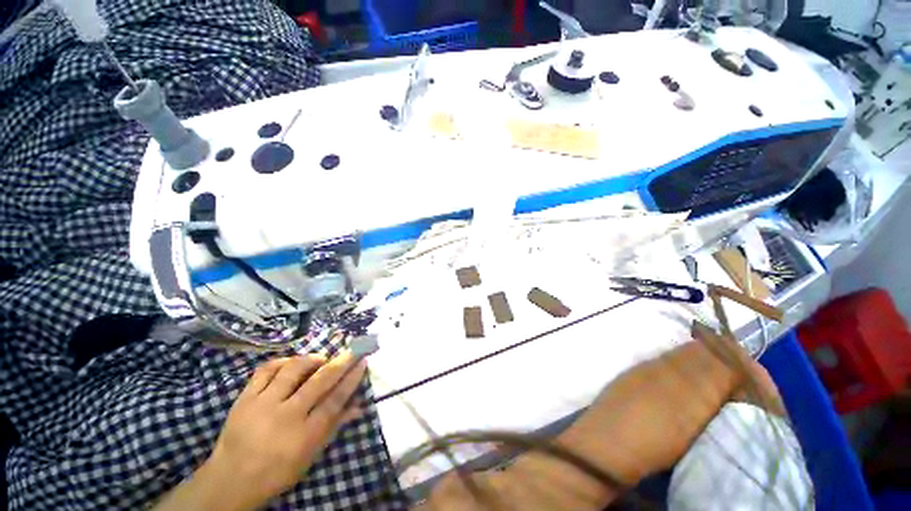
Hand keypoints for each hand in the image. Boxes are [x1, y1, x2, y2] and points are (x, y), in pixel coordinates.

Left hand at [202, 351, 367, 507]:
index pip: (336, 399)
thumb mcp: (309, 456)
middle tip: (353, 350)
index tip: (363, 361)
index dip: (352, 378)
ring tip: (320, 359)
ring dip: (312, 359)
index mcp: (304, 435)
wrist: (229, 481)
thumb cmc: (276, 472)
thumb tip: (359, 405)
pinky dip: (283, 361)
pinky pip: (266, 370)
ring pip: (293, 370)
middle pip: (320, 381)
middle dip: (342, 362)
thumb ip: (334, 427)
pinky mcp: (244, 398)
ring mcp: (263, 404)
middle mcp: (286, 416)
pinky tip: (292, 363)